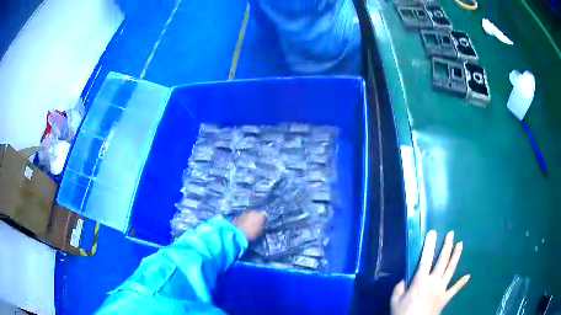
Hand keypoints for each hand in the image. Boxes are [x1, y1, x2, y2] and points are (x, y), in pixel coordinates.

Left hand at [234, 210, 265, 240]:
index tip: (263, 225)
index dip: (264, 220)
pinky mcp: (239, 216)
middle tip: (256, 225)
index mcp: (260, 215)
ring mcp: (245, 213)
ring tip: (249, 225)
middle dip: (257, 218)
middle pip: (257, 214)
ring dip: (250, 219)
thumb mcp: (260, 232)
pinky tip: (244, 226)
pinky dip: (245, 220)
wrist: (237, 234)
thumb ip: (262, 227)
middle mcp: (253, 212)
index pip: (264, 216)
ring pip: (250, 215)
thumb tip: (262, 226)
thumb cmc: (252, 234)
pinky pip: (244, 217)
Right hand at [391, 230, 469, 314]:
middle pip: (442, 260)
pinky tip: (468, 276)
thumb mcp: (395, 300)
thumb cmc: (403, 313)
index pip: (425, 259)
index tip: (433, 233)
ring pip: (451, 269)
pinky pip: (455, 289)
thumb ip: (399, 288)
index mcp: (420, 280)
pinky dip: (461, 282)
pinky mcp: (446, 298)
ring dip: (456, 256)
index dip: (429, 245)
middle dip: (447, 246)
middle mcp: (434, 281)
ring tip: (460, 244)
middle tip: (451, 234)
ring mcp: (442, 289)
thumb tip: (403, 280)